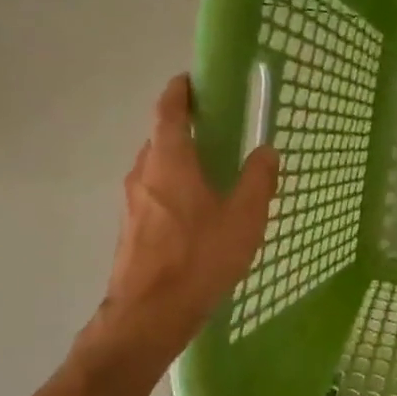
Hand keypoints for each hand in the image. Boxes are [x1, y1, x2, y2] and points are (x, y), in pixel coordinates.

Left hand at [83, 75, 278, 367]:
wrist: (150, 313)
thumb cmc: (200, 259)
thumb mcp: (244, 218)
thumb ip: (258, 181)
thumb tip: (266, 151)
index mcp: (169, 161)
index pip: (168, 110)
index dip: (180, 91)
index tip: (193, 81)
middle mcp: (143, 173)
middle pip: (160, 138)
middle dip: (185, 129)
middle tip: (217, 133)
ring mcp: (131, 202)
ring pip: (156, 169)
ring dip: (179, 163)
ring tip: (211, 175)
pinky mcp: (130, 228)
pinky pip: (153, 195)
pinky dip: (173, 190)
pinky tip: (197, 215)